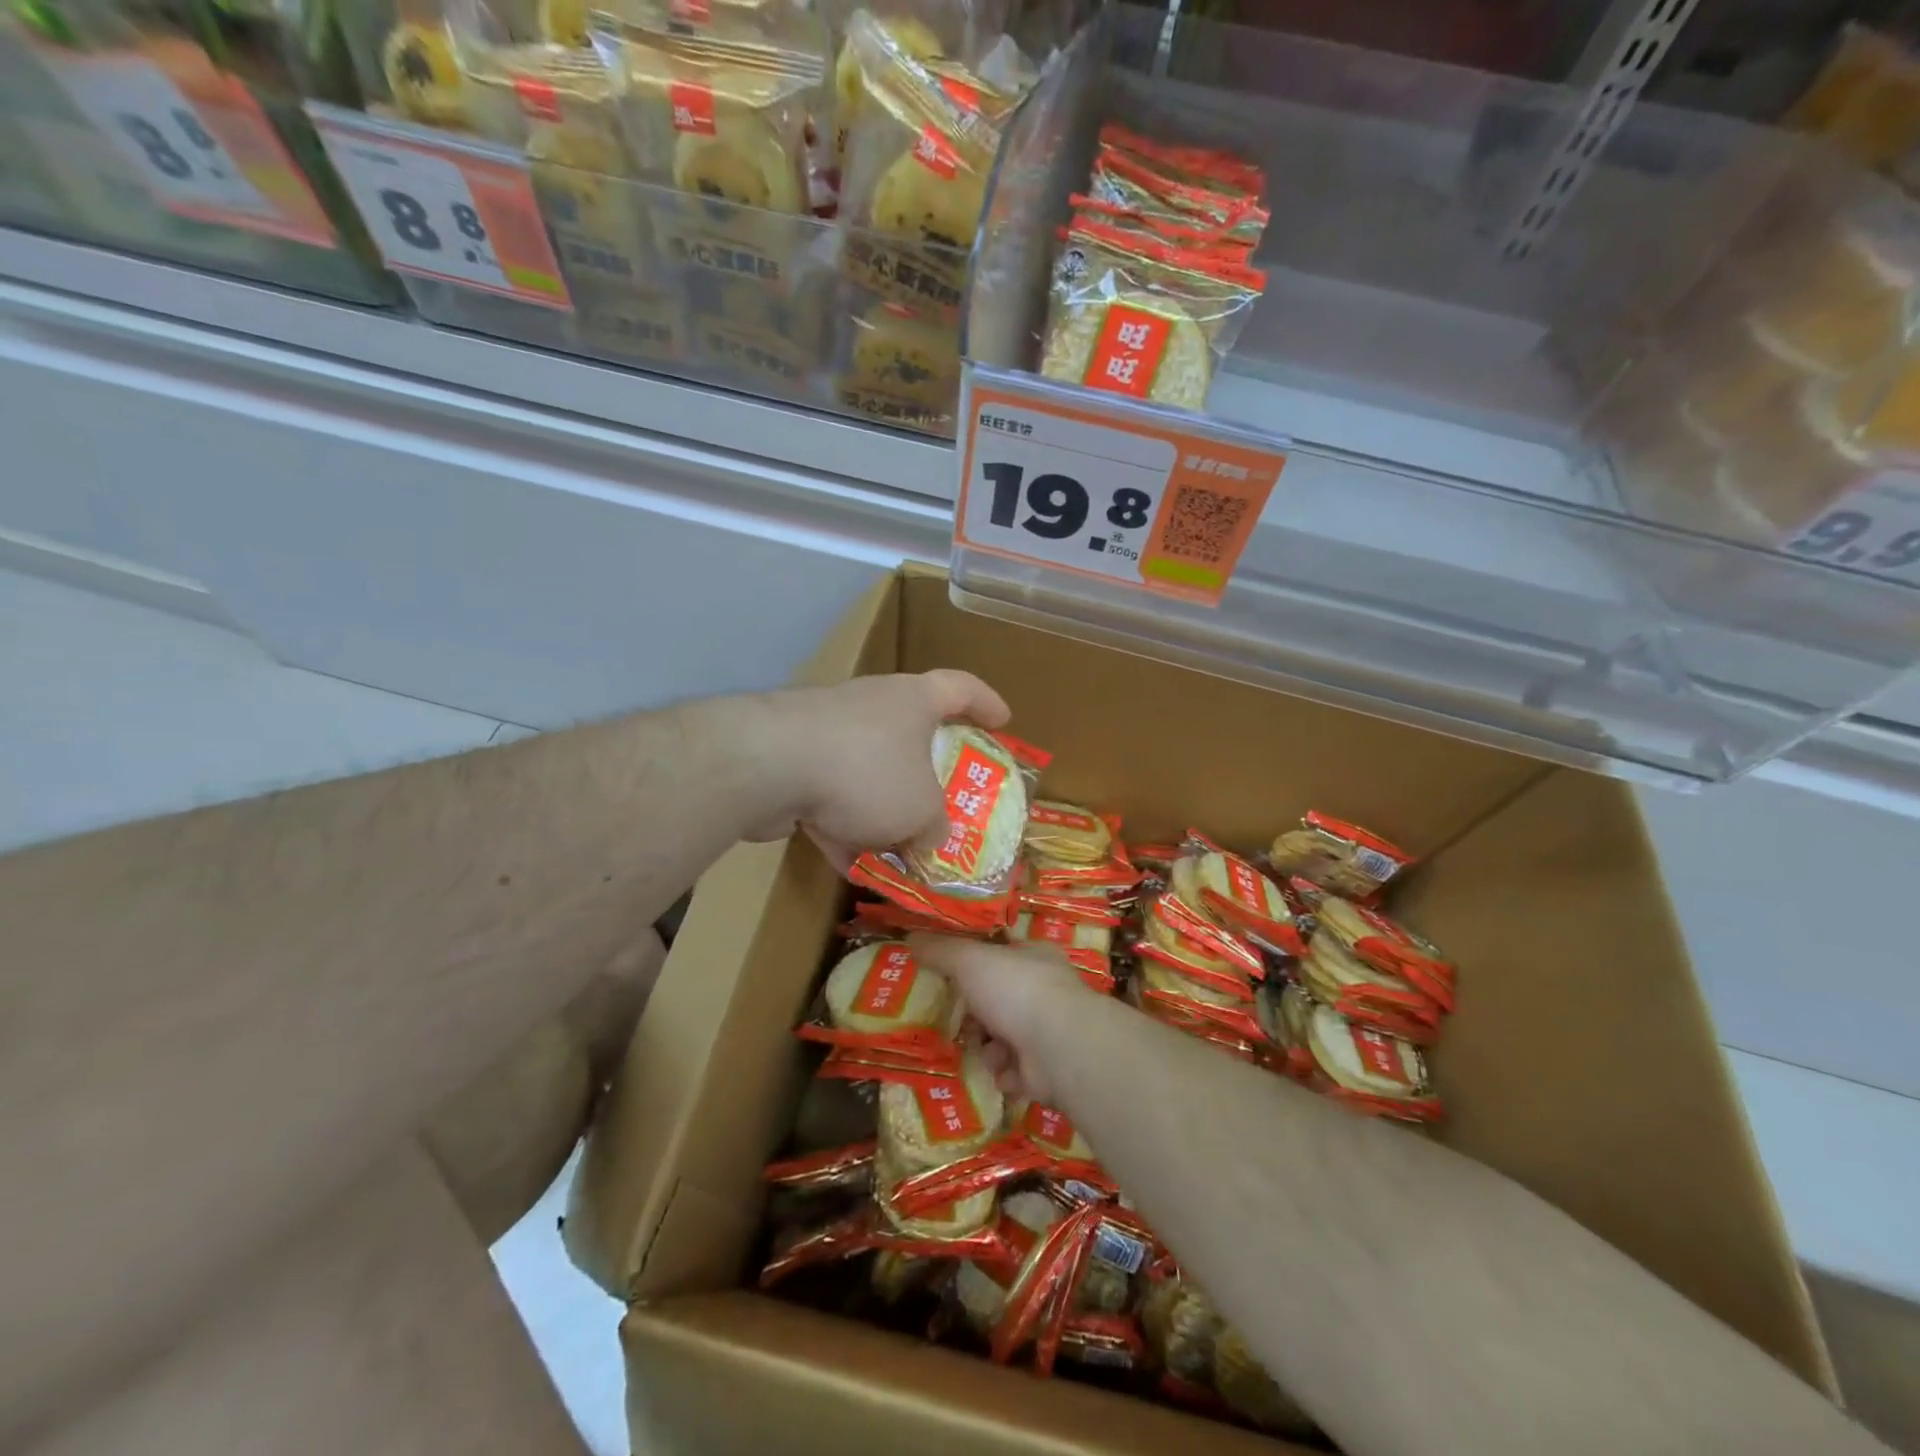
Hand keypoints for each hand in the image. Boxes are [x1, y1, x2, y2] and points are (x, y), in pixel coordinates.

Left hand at [748, 672, 1009, 866]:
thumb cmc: (868, 771)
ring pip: (868, 774)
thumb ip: (936, 826)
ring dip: (884, 812)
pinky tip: (855, 868)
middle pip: (911, 733)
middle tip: (948, 800)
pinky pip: (830, 798)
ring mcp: (827, 732)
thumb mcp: (922, 809)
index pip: (961, 687)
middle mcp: (872, 706)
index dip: (987, 703)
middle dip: (929, 773)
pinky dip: (844, 830)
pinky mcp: (792, 763)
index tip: (1004, 721)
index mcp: (913, 700)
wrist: (770, 765)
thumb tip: (933, 838)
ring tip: (902, 851)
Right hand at [909, 935, 1095, 1104]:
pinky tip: (1001, 1070)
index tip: (951, 978)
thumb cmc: (1015, 990)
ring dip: (988, 1046)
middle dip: (976, 1015)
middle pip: (998, 1000)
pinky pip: (1012, 1071)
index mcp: (1034, 957)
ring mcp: (1048, 1032)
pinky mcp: (1046, 1070)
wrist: (1060, 1048)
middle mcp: (1045, 992)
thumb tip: (911, 936)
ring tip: (985, 1049)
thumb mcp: (970, 960)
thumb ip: (941, 950)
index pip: (1002, 956)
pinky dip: (1003, 1072)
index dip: (975, 967)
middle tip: (960, 1021)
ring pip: (1003, 1038)